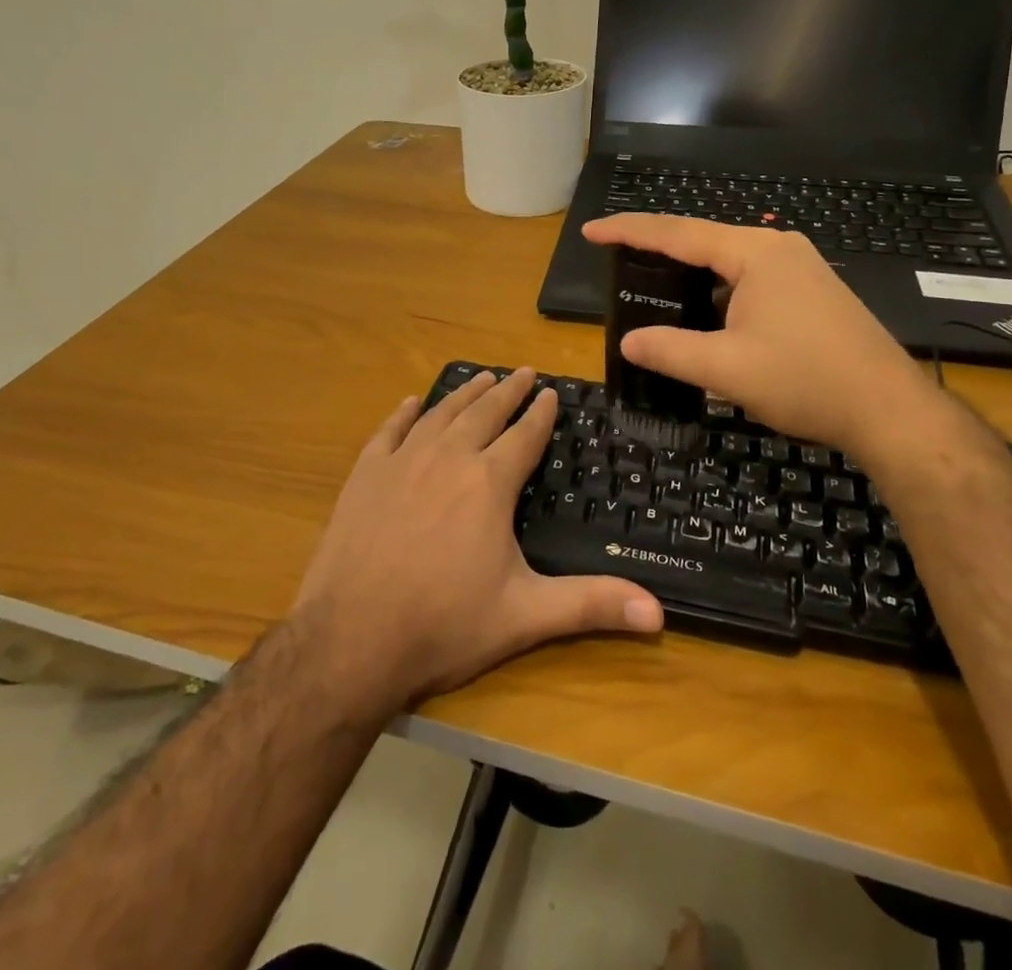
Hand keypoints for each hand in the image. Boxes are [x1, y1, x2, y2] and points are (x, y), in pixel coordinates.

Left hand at [293, 368, 662, 713]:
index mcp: (489, 482)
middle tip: (523, 373)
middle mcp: (448, 458)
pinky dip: (403, 413)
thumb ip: (591, 606)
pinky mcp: (365, 475)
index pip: (524, 435)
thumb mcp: (525, 616)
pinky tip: (411, 402)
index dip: (541, 413)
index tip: (551, 392)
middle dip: (508, 391)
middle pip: (484, 413)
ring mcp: (402, 462)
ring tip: (482, 377)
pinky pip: (388, 431)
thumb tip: (659, 613)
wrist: (352, 640)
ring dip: (464, 393)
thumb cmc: (444, 625)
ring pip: (440, 414)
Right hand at [583, 214, 940, 452]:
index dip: (629, 231)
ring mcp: (800, 269)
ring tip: (653, 287)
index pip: (677, 233)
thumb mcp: (726, 369)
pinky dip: (718, 293)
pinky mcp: (812, 292)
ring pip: (729, 264)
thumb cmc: (806, 380)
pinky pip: (750, 281)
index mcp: (754, 253)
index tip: (591, 230)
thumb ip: (670, 350)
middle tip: (616, 260)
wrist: (890, 410)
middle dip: (658, 250)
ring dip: (691, 275)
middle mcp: (778, 248)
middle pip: (704, 241)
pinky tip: (705, 317)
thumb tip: (628, 342)